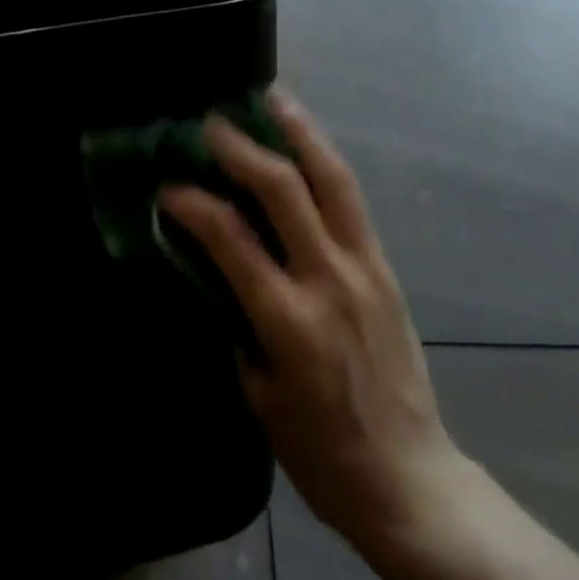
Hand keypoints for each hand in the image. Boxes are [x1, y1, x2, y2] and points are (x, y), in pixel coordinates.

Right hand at [159, 90, 464, 554]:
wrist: (411, 481)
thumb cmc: (321, 452)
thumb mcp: (258, 393)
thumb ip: (238, 321)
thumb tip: (220, 268)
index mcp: (288, 320)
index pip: (231, 238)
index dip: (193, 203)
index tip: (167, 186)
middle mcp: (329, 280)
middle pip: (284, 189)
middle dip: (242, 147)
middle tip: (212, 124)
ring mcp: (364, 268)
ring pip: (332, 180)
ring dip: (299, 132)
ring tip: (273, 98)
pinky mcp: (386, 268)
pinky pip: (352, 202)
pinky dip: (325, 163)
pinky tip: (307, 145)